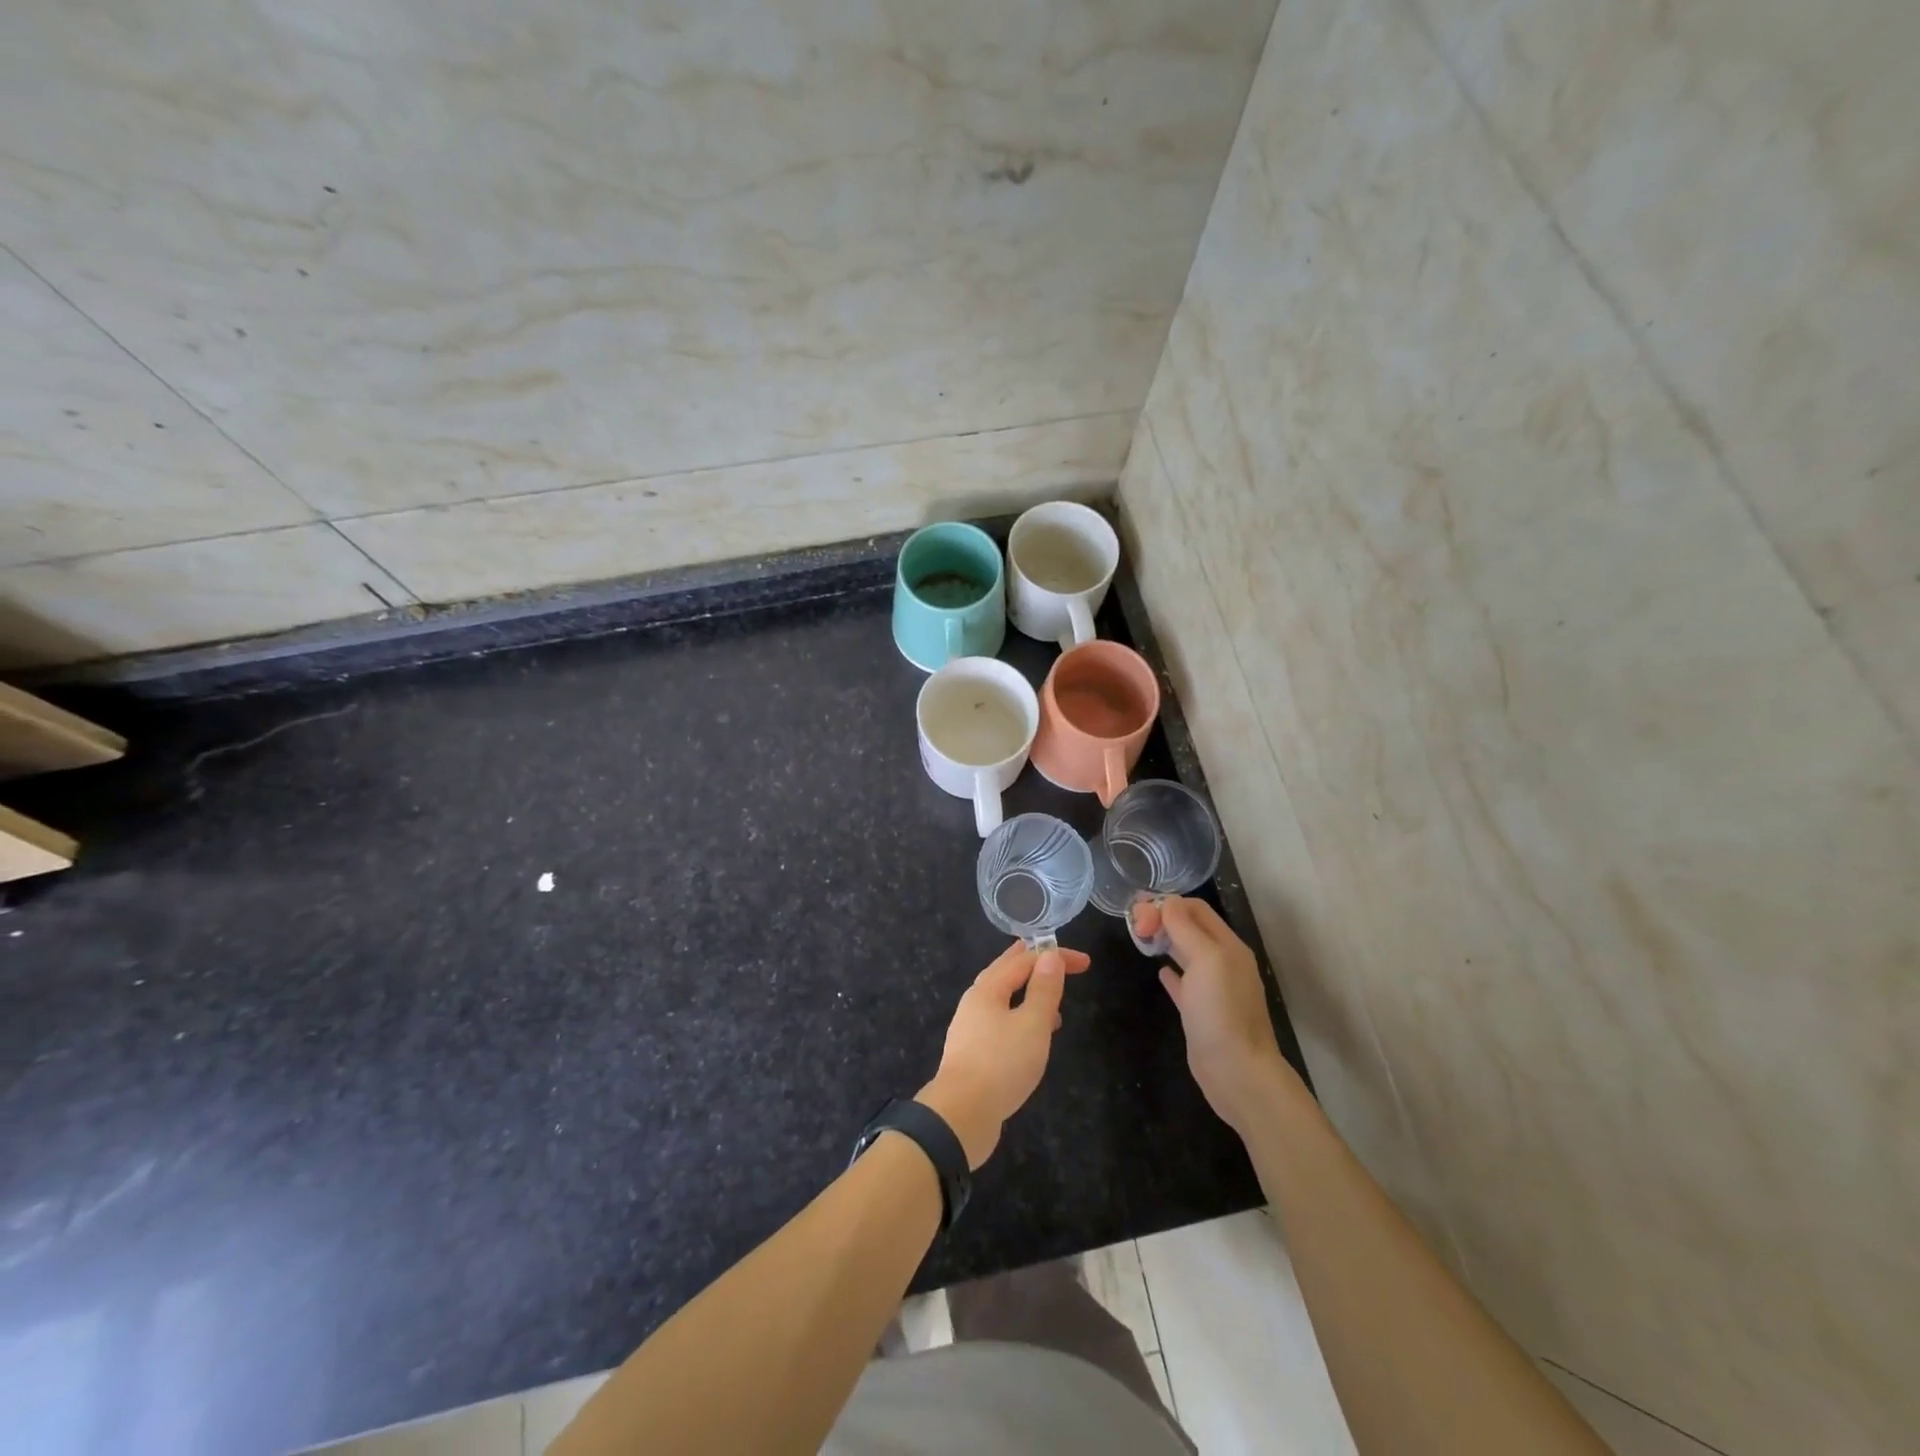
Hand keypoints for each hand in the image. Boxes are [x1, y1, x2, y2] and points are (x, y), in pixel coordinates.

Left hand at [917, 941, 1090, 1168]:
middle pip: (1005, 973)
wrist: (961, 1116)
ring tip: (1053, 1003)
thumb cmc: (1001, 1064)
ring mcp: (970, 1029)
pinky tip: (1033, 1038)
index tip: (1085, 963)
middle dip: (1032, 964)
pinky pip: (1000, 1023)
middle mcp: (974, 1003)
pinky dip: (1020, 1017)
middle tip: (1054, 958)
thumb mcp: (1032, 1024)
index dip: (1054, 957)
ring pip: (1002, 999)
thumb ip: (1044, 990)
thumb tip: (1050, 956)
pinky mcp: (973, 1055)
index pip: (1024, 961)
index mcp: (987, 989)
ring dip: (1027, 993)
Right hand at [1133, 897, 1294, 1131]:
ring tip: (1140, 939)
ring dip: (1165, 941)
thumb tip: (1165, 902)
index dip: (1167, 905)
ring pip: (1186, 952)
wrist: (1237, 1072)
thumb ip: (1184, 927)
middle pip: (1190, 927)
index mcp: (1228, 945)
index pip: (1195, 909)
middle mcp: (1223, 962)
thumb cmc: (1221, 1011)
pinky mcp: (1202, 1011)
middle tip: (1135, 926)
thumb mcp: (1205, 959)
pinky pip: (1184, 982)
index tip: (1139, 916)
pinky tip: (1159, 971)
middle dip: (1163, 919)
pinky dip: (1171, 971)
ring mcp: (1213, 988)